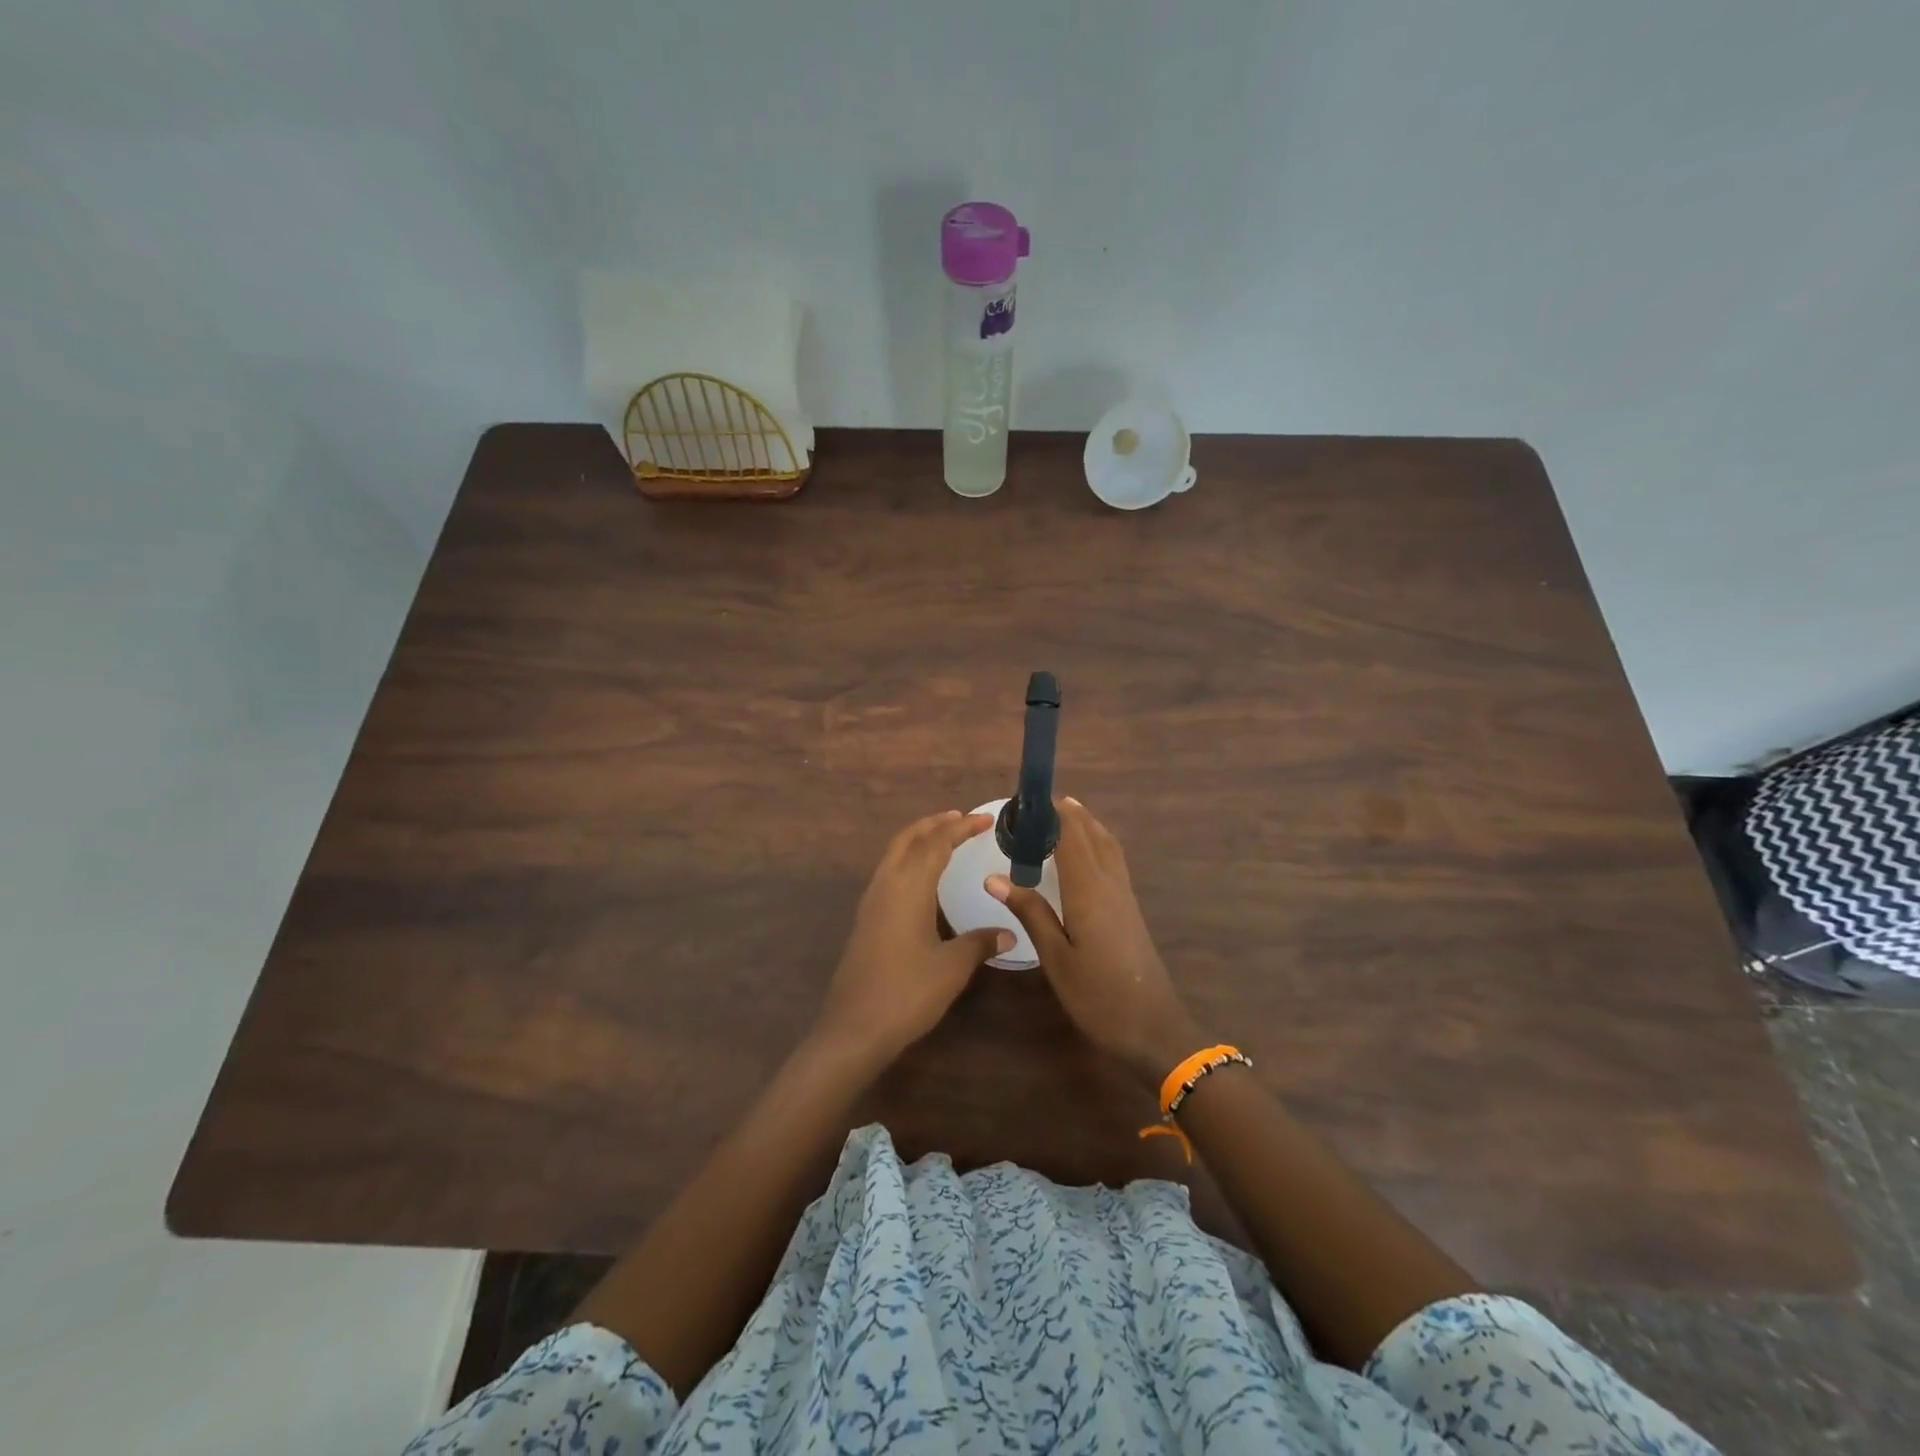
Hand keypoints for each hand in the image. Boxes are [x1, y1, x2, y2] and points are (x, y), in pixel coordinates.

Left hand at [815, 810, 1012, 1069]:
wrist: (853, 1028)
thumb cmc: (907, 993)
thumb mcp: (952, 968)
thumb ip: (980, 943)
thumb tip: (1009, 932)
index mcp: (908, 887)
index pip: (937, 843)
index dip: (962, 827)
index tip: (986, 819)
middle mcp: (886, 885)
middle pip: (908, 839)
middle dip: (935, 823)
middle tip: (962, 818)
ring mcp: (871, 902)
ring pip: (894, 854)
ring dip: (919, 839)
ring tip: (944, 838)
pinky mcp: (866, 919)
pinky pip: (888, 872)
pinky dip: (908, 859)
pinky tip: (921, 878)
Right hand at [988, 798, 1202, 1086]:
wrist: (1152, 1028)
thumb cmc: (1097, 995)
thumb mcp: (1055, 958)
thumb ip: (1030, 912)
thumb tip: (994, 877)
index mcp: (1088, 889)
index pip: (1071, 835)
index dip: (1052, 813)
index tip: (1026, 800)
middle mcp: (1109, 883)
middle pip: (1092, 834)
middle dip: (1068, 812)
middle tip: (1037, 804)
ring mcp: (1124, 895)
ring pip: (1107, 845)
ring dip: (1086, 823)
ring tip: (1062, 813)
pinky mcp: (1130, 908)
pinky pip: (1113, 860)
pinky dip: (1098, 842)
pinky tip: (1086, 853)